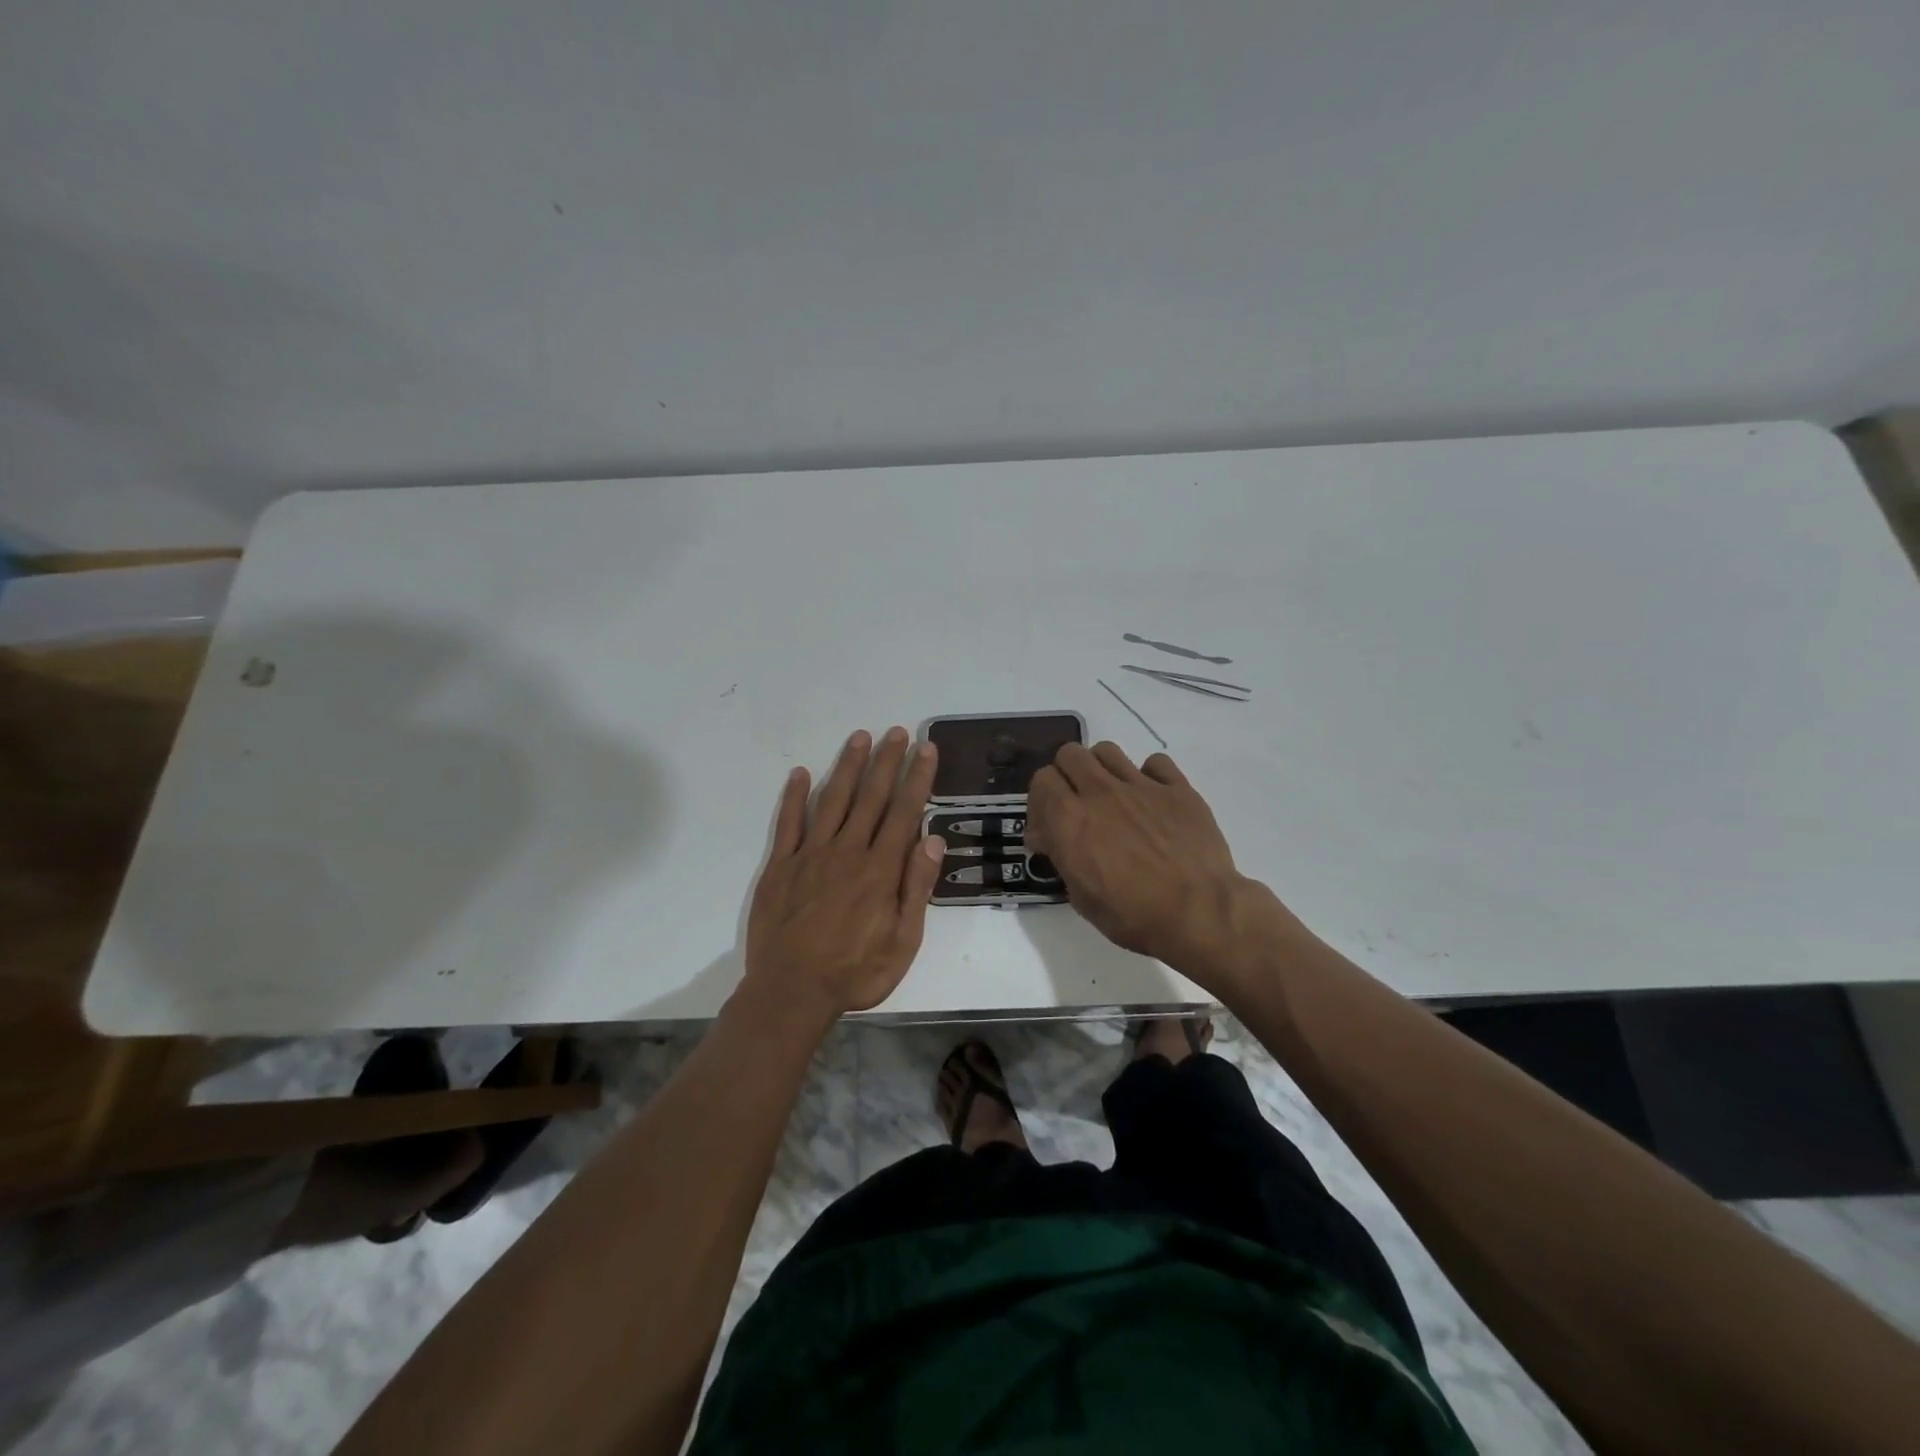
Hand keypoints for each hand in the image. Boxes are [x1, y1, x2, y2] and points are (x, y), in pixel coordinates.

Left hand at [742, 727, 945, 1022]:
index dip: (917, 777)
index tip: (925, 748)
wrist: (791, 991)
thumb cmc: (855, 972)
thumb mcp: (903, 941)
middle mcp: (847, 851)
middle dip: (886, 761)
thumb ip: (917, 887)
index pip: (904, 812)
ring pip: (833, 800)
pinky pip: (788, 823)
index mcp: (880, 869)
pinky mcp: (781, 865)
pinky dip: (795, 796)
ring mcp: (810, 855)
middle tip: (896, 731)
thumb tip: (933, 839)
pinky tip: (801, 773)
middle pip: (870, 797)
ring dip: (847, 767)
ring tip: (859, 737)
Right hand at [1028, 741, 1267, 976]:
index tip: (1049, 826)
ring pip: (1107, 751)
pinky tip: (1152, 800)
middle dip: (1067, 776)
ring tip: (1111, 796)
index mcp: (1070, 819)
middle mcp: (1100, 792)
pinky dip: (1149, 776)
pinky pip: (1155, 762)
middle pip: (1070, 754)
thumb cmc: (1133, 915)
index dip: (1041, 801)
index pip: (1042, 780)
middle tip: (1076, 804)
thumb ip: (1061, 856)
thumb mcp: (1081, 897)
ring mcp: (1141, 786)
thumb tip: (1049, 837)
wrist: (1199, 912)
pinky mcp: (1177, 788)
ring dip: (1101, 769)